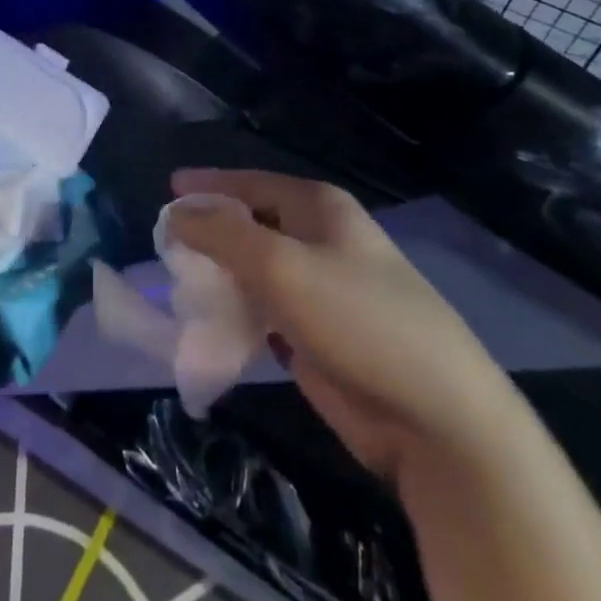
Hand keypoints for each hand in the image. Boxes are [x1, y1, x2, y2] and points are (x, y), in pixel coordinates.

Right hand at [166, 168, 521, 476]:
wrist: (435, 417)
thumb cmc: (357, 319)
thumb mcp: (280, 266)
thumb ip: (222, 234)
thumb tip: (177, 213)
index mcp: (319, 208)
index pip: (251, 183)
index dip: (209, 185)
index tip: (168, 189)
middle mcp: (321, 240)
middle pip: (253, 225)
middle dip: (210, 232)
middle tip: (165, 245)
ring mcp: (322, 290)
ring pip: (256, 271)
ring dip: (220, 276)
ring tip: (178, 284)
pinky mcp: (318, 337)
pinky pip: (265, 313)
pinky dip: (237, 314)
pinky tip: (209, 324)